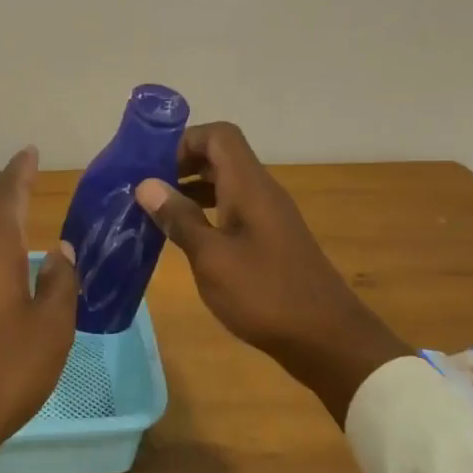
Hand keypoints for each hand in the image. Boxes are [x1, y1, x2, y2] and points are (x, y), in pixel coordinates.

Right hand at [135, 122, 411, 420]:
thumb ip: (180, 218)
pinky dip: (207, 213)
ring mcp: (269, 216)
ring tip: (158, 213)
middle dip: (182, 164)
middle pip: (221, 157)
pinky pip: (234, 209)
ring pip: (226, 184)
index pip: (219, 135)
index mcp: (249, 186)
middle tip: (147, 189)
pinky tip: (188, 239)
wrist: (326, 337)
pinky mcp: (271, 239)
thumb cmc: (264, 294)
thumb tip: (146, 184)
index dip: (184, 141)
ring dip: (192, 190)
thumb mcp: (212, 258)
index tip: (152, 167)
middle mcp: (261, 191)